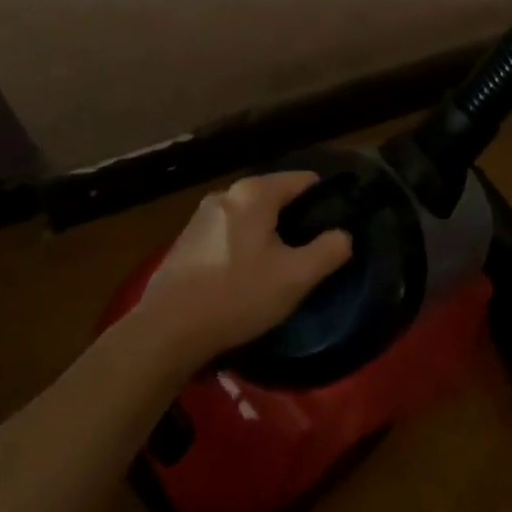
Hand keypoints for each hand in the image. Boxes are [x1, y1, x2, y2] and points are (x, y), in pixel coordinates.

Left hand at [136, 172, 353, 367]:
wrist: (167, 330)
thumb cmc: (237, 295)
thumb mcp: (296, 277)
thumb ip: (330, 250)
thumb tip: (344, 235)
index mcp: (254, 193)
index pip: (304, 181)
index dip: (326, 202)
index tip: (336, 230)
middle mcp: (227, 194)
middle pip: (277, 197)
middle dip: (296, 221)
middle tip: (310, 255)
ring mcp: (202, 215)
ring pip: (252, 217)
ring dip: (269, 236)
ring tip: (280, 269)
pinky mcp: (187, 239)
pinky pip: (230, 232)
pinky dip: (244, 246)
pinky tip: (245, 278)